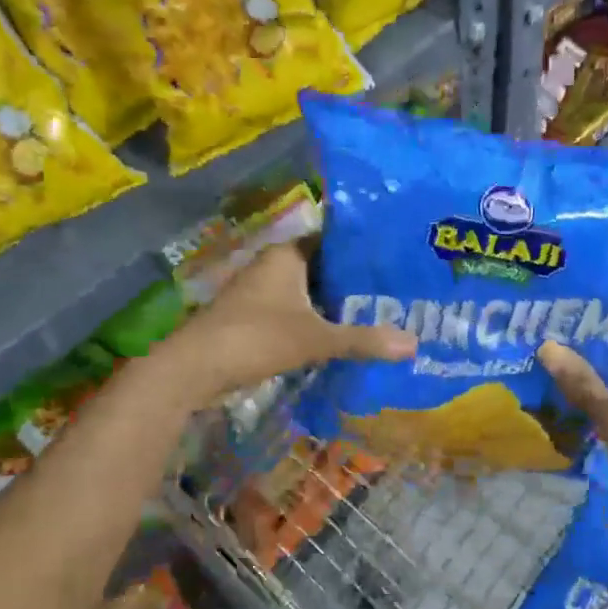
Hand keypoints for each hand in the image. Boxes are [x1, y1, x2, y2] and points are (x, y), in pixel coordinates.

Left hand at [156, 241, 415, 404]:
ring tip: (379, 313)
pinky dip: (317, 321)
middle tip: (397, 291)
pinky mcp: (253, 317)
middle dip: (354, 281)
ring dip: (335, 304)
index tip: (395, 259)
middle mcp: (273, 266)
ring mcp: (260, 292)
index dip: (363, 249)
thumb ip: (363, 340)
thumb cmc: (256, 338)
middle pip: (323, 268)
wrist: (193, 368)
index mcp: (287, 255)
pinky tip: (342, 336)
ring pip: (309, 292)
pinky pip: (295, 312)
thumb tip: (414, 344)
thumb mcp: (316, 339)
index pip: (333, 240)